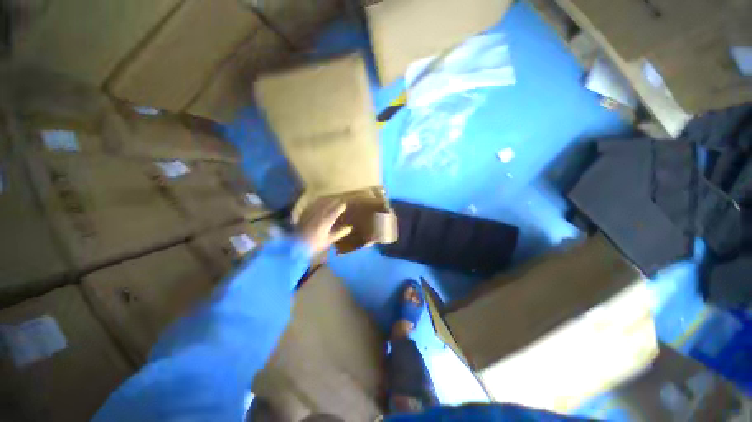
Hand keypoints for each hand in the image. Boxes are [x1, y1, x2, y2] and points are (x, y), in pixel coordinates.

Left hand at [296, 198, 352, 253]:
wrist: (296, 245)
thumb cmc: (315, 244)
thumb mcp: (329, 240)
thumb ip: (340, 233)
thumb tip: (350, 228)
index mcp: (326, 221)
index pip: (335, 211)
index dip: (340, 207)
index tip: (344, 205)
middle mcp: (319, 215)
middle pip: (328, 204)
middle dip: (334, 201)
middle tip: (339, 200)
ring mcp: (311, 213)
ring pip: (320, 203)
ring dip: (326, 200)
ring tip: (331, 199)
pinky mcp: (304, 213)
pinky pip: (312, 204)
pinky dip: (317, 201)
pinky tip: (319, 201)